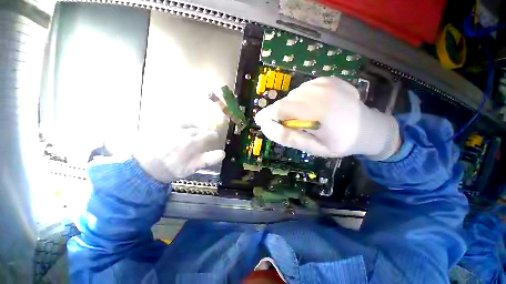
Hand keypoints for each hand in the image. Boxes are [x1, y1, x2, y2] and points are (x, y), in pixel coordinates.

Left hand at [134, 126, 224, 182]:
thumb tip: (223, 153)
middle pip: (199, 128)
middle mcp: (184, 131)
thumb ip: (209, 159)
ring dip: (192, 128)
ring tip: (189, 135)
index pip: (209, 134)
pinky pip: (176, 121)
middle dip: (201, 134)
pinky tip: (178, 131)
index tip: (213, 139)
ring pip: (189, 123)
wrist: (144, 168)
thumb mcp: (192, 168)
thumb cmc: (171, 169)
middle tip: (199, 140)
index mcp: (192, 142)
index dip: (213, 136)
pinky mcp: (161, 124)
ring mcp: (172, 126)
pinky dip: (181, 125)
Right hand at [254, 77, 399, 159]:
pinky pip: (302, 90)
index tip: (260, 122)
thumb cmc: (342, 142)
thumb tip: (266, 127)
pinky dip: (300, 101)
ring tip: (302, 119)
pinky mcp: (326, 79)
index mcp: (319, 109)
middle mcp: (320, 90)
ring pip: (293, 95)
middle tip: (286, 126)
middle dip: (279, 114)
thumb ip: (289, 137)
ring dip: (291, 108)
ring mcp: (324, 82)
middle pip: (286, 101)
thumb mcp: (314, 148)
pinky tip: (311, 109)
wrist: (369, 127)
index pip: (282, 109)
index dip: (267, 115)